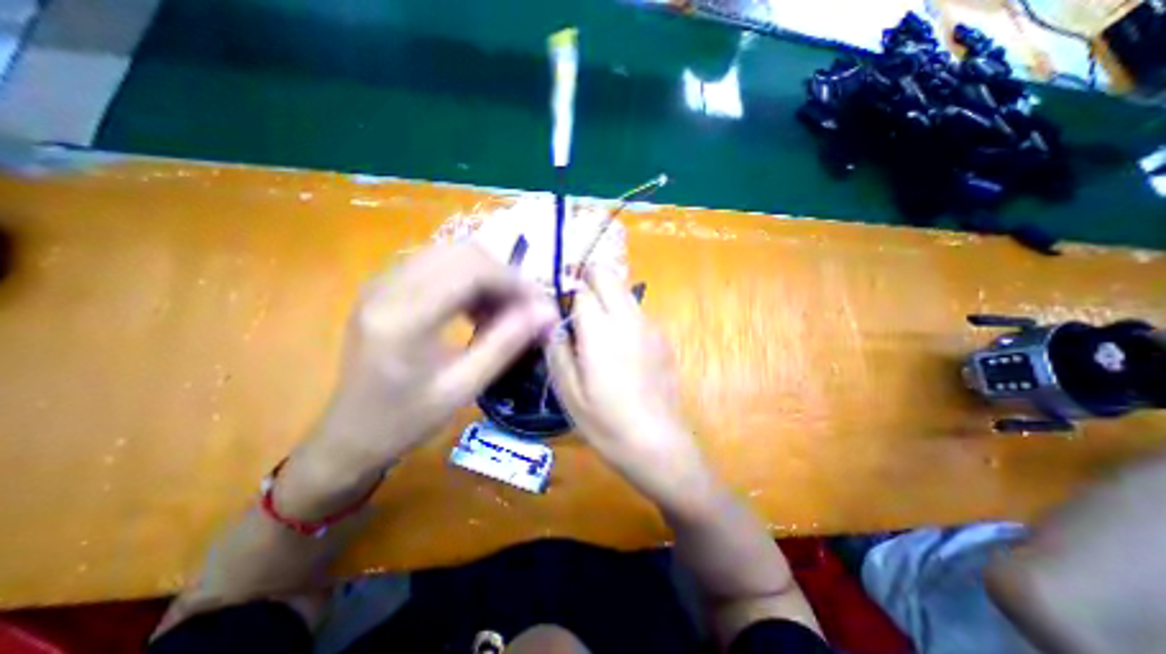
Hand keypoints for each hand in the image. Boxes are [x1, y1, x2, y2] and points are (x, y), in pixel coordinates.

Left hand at [278, 243, 556, 513]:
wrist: (349, 434)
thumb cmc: (406, 420)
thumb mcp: (463, 387)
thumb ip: (506, 344)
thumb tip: (547, 313)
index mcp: (404, 318)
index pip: (472, 271)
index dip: (515, 282)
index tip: (542, 306)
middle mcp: (388, 287)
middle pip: (463, 253)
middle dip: (505, 276)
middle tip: (527, 309)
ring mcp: (382, 282)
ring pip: (452, 254)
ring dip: (488, 276)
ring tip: (505, 311)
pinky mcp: (385, 286)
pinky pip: (439, 265)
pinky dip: (469, 280)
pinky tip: (478, 308)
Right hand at [545, 268, 709, 514]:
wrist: (657, 443)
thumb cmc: (605, 422)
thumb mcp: (568, 391)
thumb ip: (557, 349)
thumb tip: (551, 322)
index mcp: (600, 331)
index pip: (582, 290)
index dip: (568, 293)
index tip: (560, 306)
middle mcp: (628, 319)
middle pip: (608, 276)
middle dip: (590, 279)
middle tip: (577, 304)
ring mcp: (650, 327)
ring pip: (625, 290)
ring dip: (608, 295)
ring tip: (597, 325)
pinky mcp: (663, 338)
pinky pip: (638, 311)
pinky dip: (624, 313)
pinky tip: (620, 345)